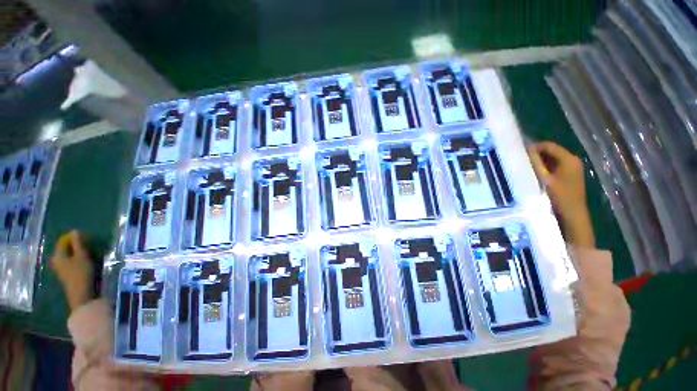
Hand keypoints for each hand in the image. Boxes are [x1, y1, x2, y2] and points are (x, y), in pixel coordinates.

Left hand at [50, 231, 93, 311]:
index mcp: (58, 255)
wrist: (81, 295)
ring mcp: (60, 269)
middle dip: (73, 245)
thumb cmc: (81, 273)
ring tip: (85, 251)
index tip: (83, 235)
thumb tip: (75, 231)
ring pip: (66, 256)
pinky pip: (68, 262)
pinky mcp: (65, 275)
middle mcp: (56, 261)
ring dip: (74, 252)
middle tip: (85, 243)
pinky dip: (75, 259)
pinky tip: (82, 261)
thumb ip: (78, 244)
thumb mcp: (82, 256)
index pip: (62, 241)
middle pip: (63, 249)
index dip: (71, 237)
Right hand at [529, 142, 594, 247]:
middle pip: (551, 151)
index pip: (548, 146)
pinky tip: (535, 174)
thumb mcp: (544, 179)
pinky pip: (554, 166)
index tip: (519, 153)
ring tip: (525, 167)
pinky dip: (544, 168)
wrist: (572, 214)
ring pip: (552, 159)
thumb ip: (535, 163)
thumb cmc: (559, 196)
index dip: (533, 147)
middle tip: (520, 161)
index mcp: (569, 159)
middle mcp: (572, 160)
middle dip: (536, 155)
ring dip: (539, 162)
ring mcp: (572, 168)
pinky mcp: (569, 175)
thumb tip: (525, 151)